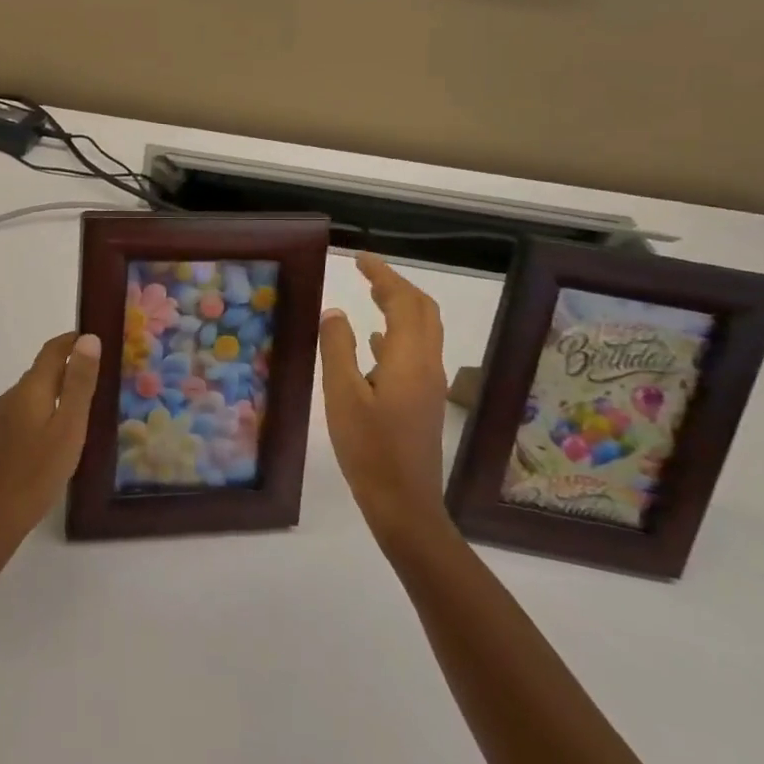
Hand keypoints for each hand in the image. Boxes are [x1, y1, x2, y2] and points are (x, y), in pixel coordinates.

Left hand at [0, 332, 100, 565]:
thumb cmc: (35, 474)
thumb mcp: (68, 428)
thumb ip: (79, 384)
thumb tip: (89, 338)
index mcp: (29, 389)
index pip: (52, 350)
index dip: (73, 340)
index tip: (97, 338)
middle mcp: (11, 398)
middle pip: (42, 372)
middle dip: (69, 368)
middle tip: (101, 376)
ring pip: (33, 396)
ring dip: (57, 392)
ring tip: (85, 407)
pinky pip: (25, 416)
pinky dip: (44, 413)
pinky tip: (56, 437)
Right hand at [319, 253, 451, 548]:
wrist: (404, 505)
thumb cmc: (369, 449)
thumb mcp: (342, 395)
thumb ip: (337, 349)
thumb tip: (335, 312)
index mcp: (410, 359)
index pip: (404, 302)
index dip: (384, 276)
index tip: (360, 259)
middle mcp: (427, 365)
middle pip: (423, 312)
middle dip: (397, 286)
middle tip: (366, 273)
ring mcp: (428, 385)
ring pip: (422, 332)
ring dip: (400, 308)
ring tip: (370, 296)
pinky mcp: (422, 402)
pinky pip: (414, 353)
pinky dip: (396, 335)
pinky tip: (373, 343)